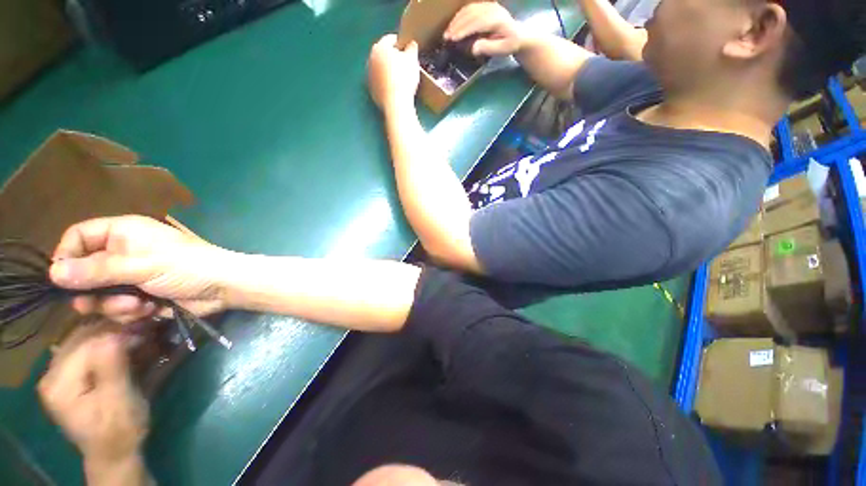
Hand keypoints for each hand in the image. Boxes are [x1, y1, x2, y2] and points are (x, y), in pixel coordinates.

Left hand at [38, 331, 147, 463]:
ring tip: (139, 330)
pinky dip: (107, 338)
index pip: (86, 344)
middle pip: (82, 336)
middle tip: (145, 324)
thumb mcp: (120, 402)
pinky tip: (124, 340)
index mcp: (59, 384)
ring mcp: (58, 372)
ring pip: (84, 336)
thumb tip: (115, 335)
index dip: (116, 332)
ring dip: (112, 330)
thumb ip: (112, 368)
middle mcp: (52, 373)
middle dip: (114, 327)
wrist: (114, 451)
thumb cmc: (120, 429)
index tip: (147, 326)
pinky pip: (85, 345)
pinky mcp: (69, 372)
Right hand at [49, 215, 229, 323]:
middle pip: (84, 272)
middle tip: (94, 303)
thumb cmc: (185, 267)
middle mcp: (123, 253)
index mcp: (122, 233)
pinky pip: (120, 308)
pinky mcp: (142, 296)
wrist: (222, 287)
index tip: (63, 280)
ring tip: (138, 305)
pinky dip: (131, 312)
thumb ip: (96, 270)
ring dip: (116, 305)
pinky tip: (150, 310)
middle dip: (92, 291)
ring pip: (101, 294)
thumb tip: (53, 272)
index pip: (78, 236)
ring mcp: (132, 276)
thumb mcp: (140, 265)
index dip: (66, 256)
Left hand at [367, 34, 419, 110]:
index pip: (391, 39)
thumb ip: (412, 48)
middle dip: (393, 56)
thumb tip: (411, 45)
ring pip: (380, 67)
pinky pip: (379, 81)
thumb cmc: (404, 78)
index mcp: (380, 47)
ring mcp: (369, 74)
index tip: (408, 49)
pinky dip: (385, 82)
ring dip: (388, 69)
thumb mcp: (412, 60)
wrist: (396, 103)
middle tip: (404, 64)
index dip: (401, 43)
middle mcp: (371, 58)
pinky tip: (394, 87)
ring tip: (400, 76)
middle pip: (383, 53)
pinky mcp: (371, 88)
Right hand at [444, 3, 525, 56]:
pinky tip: (453, 24)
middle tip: (446, 37)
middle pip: (471, 14)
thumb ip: (488, 48)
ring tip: (448, 33)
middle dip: (457, 25)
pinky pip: (470, 7)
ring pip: (469, 9)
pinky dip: (460, 16)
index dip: (464, 30)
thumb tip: (473, 47)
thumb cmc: (510, 45)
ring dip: (456, 20)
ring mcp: (489, 5)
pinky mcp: (485, 5)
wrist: (518, 34)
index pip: (477, 22)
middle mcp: (492, 9)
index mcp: (497, 19)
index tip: (454, 39)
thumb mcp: (502, 50)